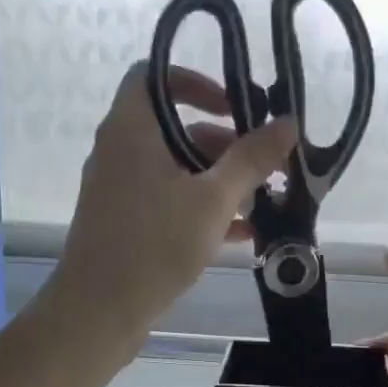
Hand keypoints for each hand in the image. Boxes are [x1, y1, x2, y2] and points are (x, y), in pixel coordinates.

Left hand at [53, 62, 295, 342]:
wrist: (99, 311)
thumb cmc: (155, 244)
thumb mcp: (213, 200)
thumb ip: (251, 159)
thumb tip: (288, 123)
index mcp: (132, 129)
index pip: (154, 76)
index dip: (195, 81)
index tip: (234, 106)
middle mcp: (120, 152)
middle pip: (175, 128)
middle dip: (224, 144)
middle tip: (264, 164)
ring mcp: (120, 190)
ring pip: (176, 170)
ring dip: (219, 181)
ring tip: (263, 202)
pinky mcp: (125, 224)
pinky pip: (168, 202)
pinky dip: (201, 209)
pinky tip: (241, 235)